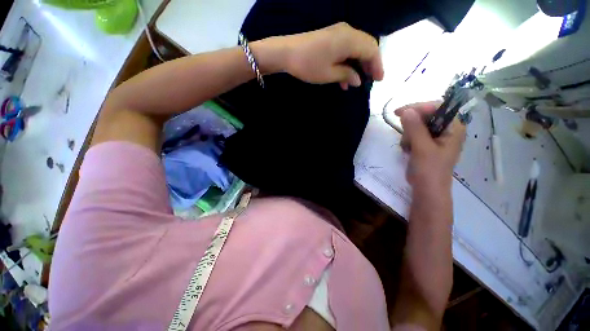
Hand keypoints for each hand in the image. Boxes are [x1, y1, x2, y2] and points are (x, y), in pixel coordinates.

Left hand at [253, 22, 383, 89]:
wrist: (283, 51)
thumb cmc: (308, 63)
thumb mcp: (329, 74)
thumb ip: (348, 75)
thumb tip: (358, 80)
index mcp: (350, 40)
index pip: (372, 51)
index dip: (377, 66)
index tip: (378, 80)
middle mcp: (348, 32)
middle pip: (368, 45)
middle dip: (371, 62)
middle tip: (370, 78)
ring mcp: (339, 30)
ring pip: (359, 44)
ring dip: (360, 60)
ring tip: (356, 79)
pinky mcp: (331, 33)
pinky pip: (348, 43)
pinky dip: (351, 56)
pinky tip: (345, 72)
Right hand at [395, 102, 465, 189]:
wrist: (428, 198)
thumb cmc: (430, 173)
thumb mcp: (422, 147)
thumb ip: (414, 126)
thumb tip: (406, 111)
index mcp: (455, 128)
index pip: (438, 106)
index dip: (420, 107)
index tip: (402, 112)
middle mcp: (450, 131)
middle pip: (429, 114)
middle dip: (414, 122)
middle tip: (402, 130)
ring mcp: (441, 139)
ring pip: (422, 124)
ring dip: (411, 132)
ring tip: (406, 147)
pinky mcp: (433, 147)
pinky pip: (420, 134)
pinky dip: (412, 139)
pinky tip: (408, 150)